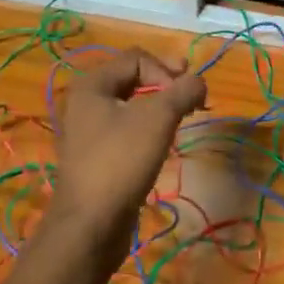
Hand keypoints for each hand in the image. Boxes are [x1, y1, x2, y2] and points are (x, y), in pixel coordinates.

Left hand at [50, 49, 206, 252]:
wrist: (91, 224)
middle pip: (133, 79)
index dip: (166, 71)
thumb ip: (182, 91)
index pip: (137, 58)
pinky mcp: (96, 157)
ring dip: (160, 107)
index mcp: (91, 84)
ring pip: (131, 106)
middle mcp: (84, 102)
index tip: (185, 97)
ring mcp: (87, 131)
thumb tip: (199, 81)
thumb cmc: (121, 161)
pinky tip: (163, 143)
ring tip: (182, 119)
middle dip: (166, 85)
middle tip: (193, 97)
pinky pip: (126, 130)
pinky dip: (148, 128)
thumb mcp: (158, 118)